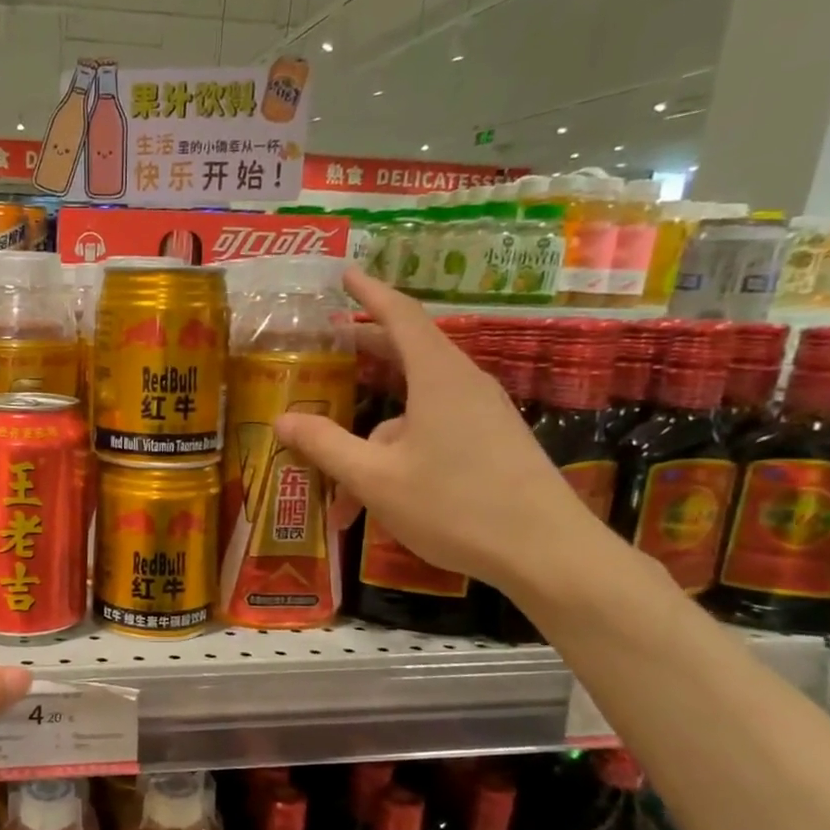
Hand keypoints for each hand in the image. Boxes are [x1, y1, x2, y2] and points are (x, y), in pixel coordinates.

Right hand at [276, 269, 608, 594]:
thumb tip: (283, 419)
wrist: (546, 553)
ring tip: (339, 479)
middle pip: (408, 354)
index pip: (400, 316)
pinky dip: (398, 453)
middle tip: (329, 348)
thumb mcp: (376, 479)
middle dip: (365, 352)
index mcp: (437, 377)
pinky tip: (378, 498)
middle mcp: (463, 385)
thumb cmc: (455, 506)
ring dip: (373, 435)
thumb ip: (327, 445)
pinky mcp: (492, 444)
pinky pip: (434, 432)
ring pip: (415, 409)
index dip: (369, 293)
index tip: (345, 275)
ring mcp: (483, 415)